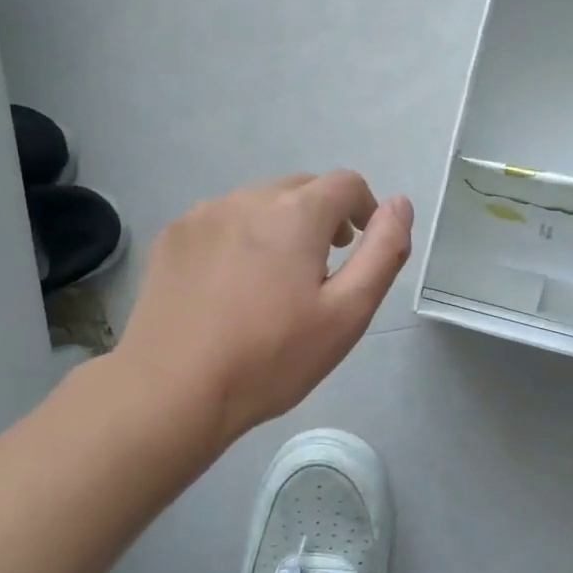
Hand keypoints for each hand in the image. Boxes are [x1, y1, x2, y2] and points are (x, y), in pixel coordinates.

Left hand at [117, 171, 413, 444]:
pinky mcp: (174, 236)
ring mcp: (204, 214)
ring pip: (258, 203)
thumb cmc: (270, 358)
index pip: (345, 183)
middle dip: (322, 217)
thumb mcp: (346, 314)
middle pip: (301, 189)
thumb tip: (400, 204)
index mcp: (295, 213)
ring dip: (279, 226)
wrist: (172, 389)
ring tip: (274, 281)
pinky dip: (239, 237)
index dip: (364, 208)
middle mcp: (248, 198)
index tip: (358, 245)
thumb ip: (383, 252)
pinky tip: (230, 285)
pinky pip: (221, 220)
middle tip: (321, 269)